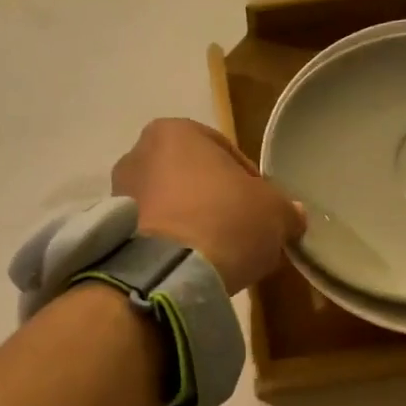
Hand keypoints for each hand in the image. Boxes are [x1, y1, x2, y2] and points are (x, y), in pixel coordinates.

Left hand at [112, 119, 305, 292]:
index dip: (250, 183)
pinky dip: (171, 245)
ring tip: (217, 254)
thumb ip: (286, 209)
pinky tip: (192, 267)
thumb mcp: (275, 213)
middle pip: (193, 178)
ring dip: (193, 224)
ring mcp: (119, 193)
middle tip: (241, 232)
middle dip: (216, 202)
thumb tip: (293, 215)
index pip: (225, 152)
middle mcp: (138, 153)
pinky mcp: (112, 232)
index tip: (262, 211)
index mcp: (176, 131)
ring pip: (171, 205)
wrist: (167, 274)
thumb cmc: (224, 221)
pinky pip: (152, 233)